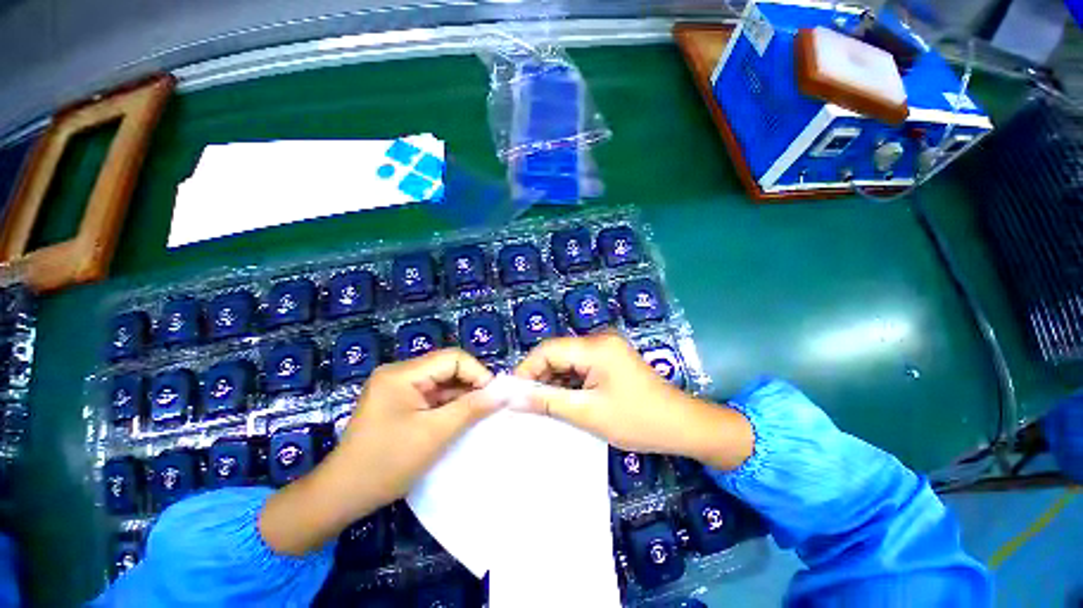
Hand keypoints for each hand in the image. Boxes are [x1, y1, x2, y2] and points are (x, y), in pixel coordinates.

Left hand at [260, 348, 498, 554]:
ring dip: (461, 396)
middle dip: (471, 385)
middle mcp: (399, 374)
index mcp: (402, 374)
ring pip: (441, 382)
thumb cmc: (387, 464)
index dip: (477, 372)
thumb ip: (472, 408)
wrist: (340, 497)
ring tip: (479, 414)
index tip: (493, 396)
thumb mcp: (435, 434)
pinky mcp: (398, 403)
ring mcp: (397, 388)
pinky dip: (449, 406)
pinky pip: (432, 396)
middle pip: (447, 368)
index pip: (452, 358)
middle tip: (489, 406)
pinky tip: (460, 419)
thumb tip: (503, 392)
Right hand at [513, 333, 753, 469]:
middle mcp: (599, 339)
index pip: (548, 349)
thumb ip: (548, 402)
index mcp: (595, 346)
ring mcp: (606, 348)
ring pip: (567, 360)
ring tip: (542, 405)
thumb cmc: (638, 420)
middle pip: (557, 353)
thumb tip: (514, 397)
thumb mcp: (588, 413)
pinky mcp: (609, 358)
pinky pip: (580, 366)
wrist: (682, 425)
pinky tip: (563, 400)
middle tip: (526, 404)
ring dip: (553, 381)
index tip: (513, 393)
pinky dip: (568, 382)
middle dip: (539, 377)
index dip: (527, 369)